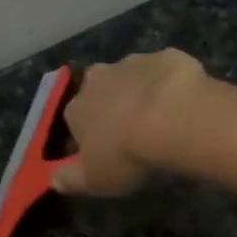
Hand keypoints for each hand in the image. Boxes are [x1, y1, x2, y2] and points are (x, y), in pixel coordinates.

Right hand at [53, 49, 207, 196]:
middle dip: (112, 108)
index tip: (105, 153)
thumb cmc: (127, 153)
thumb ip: (71, 180)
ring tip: (161, 118)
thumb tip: (53, 179)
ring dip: (140, 93)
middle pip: (100, 94)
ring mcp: (132, 63)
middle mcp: (97, 79)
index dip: (88, 138)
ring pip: (131, 78)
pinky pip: (164, 71)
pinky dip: (170, 84)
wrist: (173, 117)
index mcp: (77, 109)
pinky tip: (183, 102)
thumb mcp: (95, 179)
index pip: (74, 123)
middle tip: (133, 132)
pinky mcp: (165, 57)